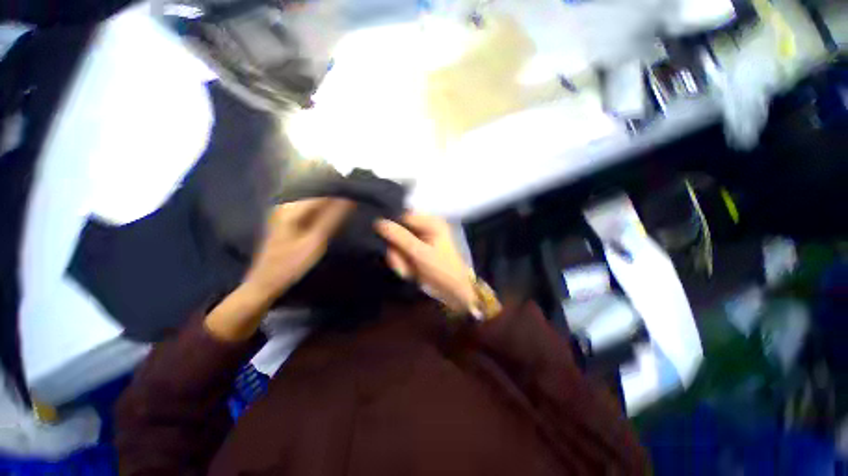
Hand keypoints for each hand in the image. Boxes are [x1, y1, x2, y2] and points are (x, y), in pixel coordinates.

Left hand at [244, 198, 353, 300]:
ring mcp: (285, 212)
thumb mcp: (315, 241)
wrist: (265, 282)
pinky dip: (323, 212)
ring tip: (349, 208)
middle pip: (317, 195)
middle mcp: (287, 204)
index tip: (358, 195)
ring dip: (331, 205)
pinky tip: (334, 217)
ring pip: (315, 203)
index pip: (321, 191)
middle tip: (356, 203)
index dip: (340, 191)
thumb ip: (332, 218)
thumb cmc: (290, 263)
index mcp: (291, 207)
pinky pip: (310, 211)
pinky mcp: (288, 221)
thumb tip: (349, 199)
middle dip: (337, 197)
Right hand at [375, 213, 475, 312]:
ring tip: (409, 272)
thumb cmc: (441, 269)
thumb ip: (399, 237)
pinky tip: (410, 273)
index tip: (389, 246)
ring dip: (400, 260)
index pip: (402, 217)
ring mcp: (421, 241)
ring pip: (398, 245)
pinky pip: (402, 254)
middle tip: (402, 266)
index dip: (392, 229)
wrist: (454, 292)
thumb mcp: (419, 253)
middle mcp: (425, 228)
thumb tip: (378, 222)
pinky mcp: (418, 252)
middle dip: (397, 251)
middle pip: (399, 232)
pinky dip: (403, 264)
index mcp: (431, 222)